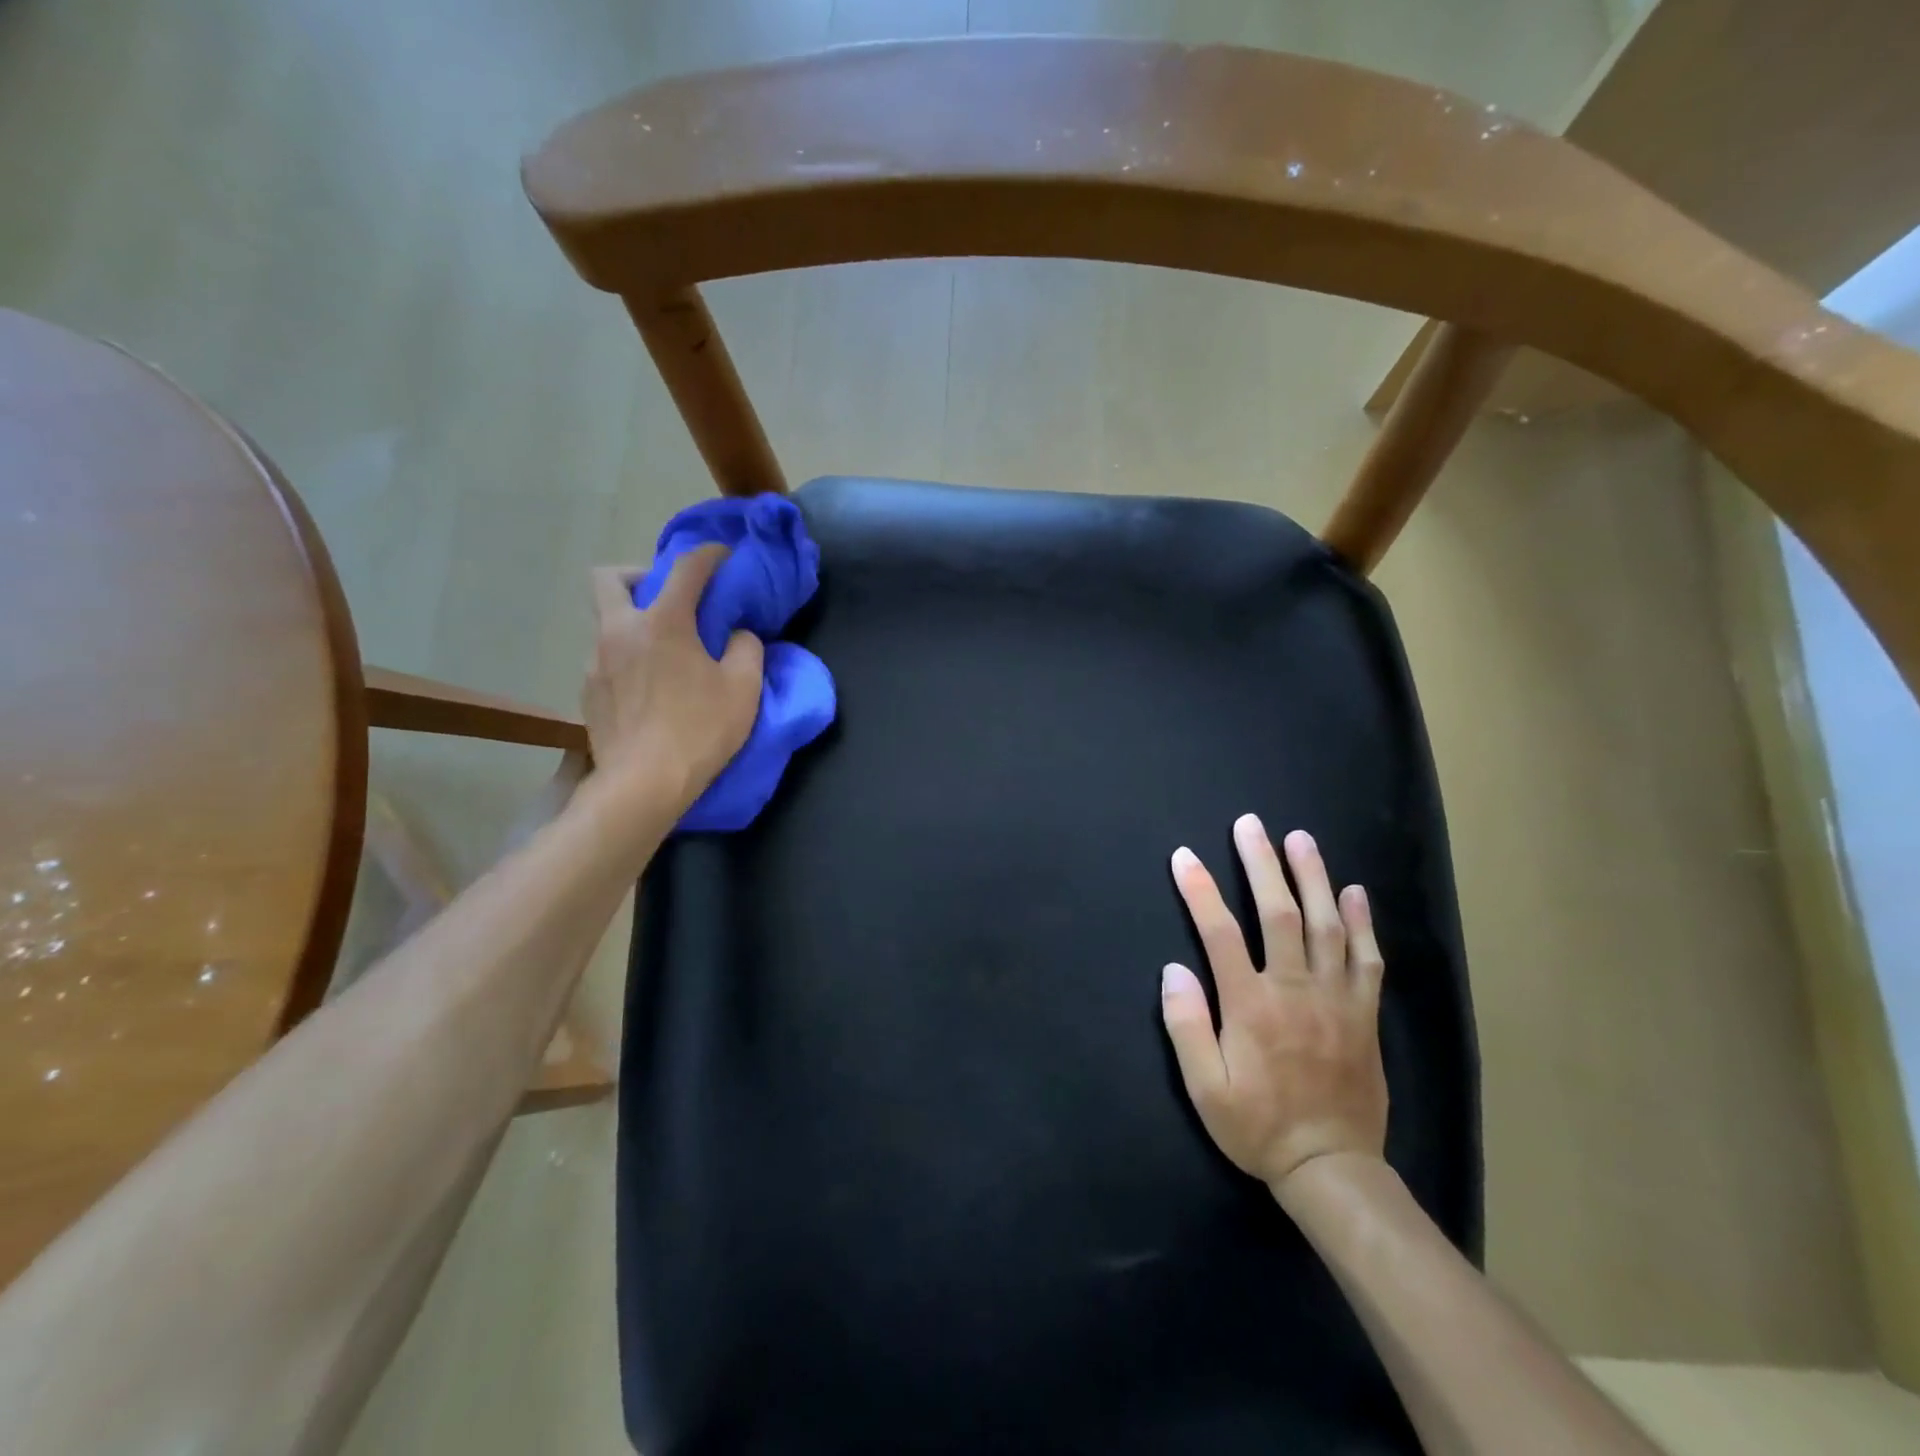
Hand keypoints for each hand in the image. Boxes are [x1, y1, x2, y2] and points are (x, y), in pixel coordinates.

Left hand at [582, 546, 763, 812]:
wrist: (644, 784)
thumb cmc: (700, 730)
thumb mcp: (743, 689)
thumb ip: (746, 649)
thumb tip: (737, 635)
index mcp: (663, 622)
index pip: (685, 568)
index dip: (707, 555)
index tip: (722, 555)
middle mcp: (620, 631)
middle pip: (609, 577)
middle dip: (638, 574)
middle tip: (667, 599)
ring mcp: (596, 661)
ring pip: (606, 621)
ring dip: (633, 622)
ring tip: (663, 652)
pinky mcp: (587, 692)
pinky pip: (605, 658)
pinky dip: (627, 658)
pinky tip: (648, 688)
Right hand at [1161, 815, 1388, 1194]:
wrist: (1332, 1168)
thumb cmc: (1258, 1126)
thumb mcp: (1205, 1088)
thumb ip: (1186, 1026)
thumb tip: (1174, 970)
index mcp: (1251, 1005)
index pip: (1219, 933)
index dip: (1200, 890)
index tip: (1184, 857)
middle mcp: (1295, 990)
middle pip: (1278, 913)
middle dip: (1261, 864)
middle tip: (1251, 825)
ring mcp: (1336, 999)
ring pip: (1327, 925)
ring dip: (1313, 877)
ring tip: (1301, 839)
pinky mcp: (1364, 1013)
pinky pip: (1367, 959)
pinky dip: (1363, 922)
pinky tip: (1355, 892)